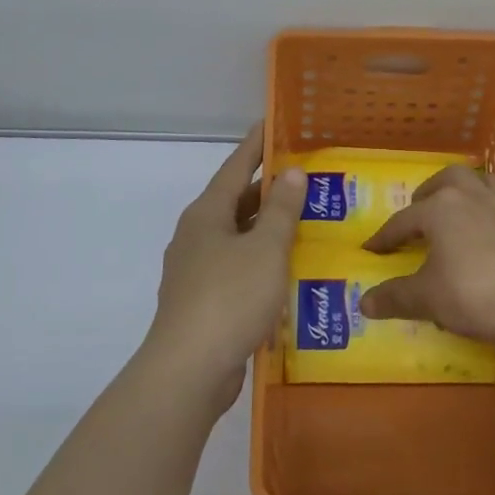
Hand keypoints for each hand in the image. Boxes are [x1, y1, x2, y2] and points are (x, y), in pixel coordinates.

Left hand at [145, 123, 304, 408]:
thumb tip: (291, 173)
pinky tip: (286, 272)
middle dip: (268, 191)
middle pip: (236, 203)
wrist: (189, 370)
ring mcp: (196, 271)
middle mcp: (196, 236)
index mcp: (206, 214)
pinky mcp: (203, 302)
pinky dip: (261, 263)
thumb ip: (281, 209)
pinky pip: (237, 269)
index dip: (255, 146)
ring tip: (305, 224)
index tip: (271, 124)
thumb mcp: (265, 248)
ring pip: (238, 238)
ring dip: (267, 230)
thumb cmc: (230, 298)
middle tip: (306, 180)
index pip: (235, 168)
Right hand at [359, 165, 494, 351]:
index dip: (385, 237)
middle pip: (445, 180)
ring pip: (477, 181)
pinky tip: (482, 228)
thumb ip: (394, 297)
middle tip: (417, 214)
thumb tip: (364, 304)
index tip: (372, 250)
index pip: (403, 220)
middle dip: (427, 193)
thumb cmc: (468, 293)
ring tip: (452, 207)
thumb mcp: (424, 298)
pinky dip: (485, 205)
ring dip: (460, 189)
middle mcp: (469, 197)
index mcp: (439, 208)